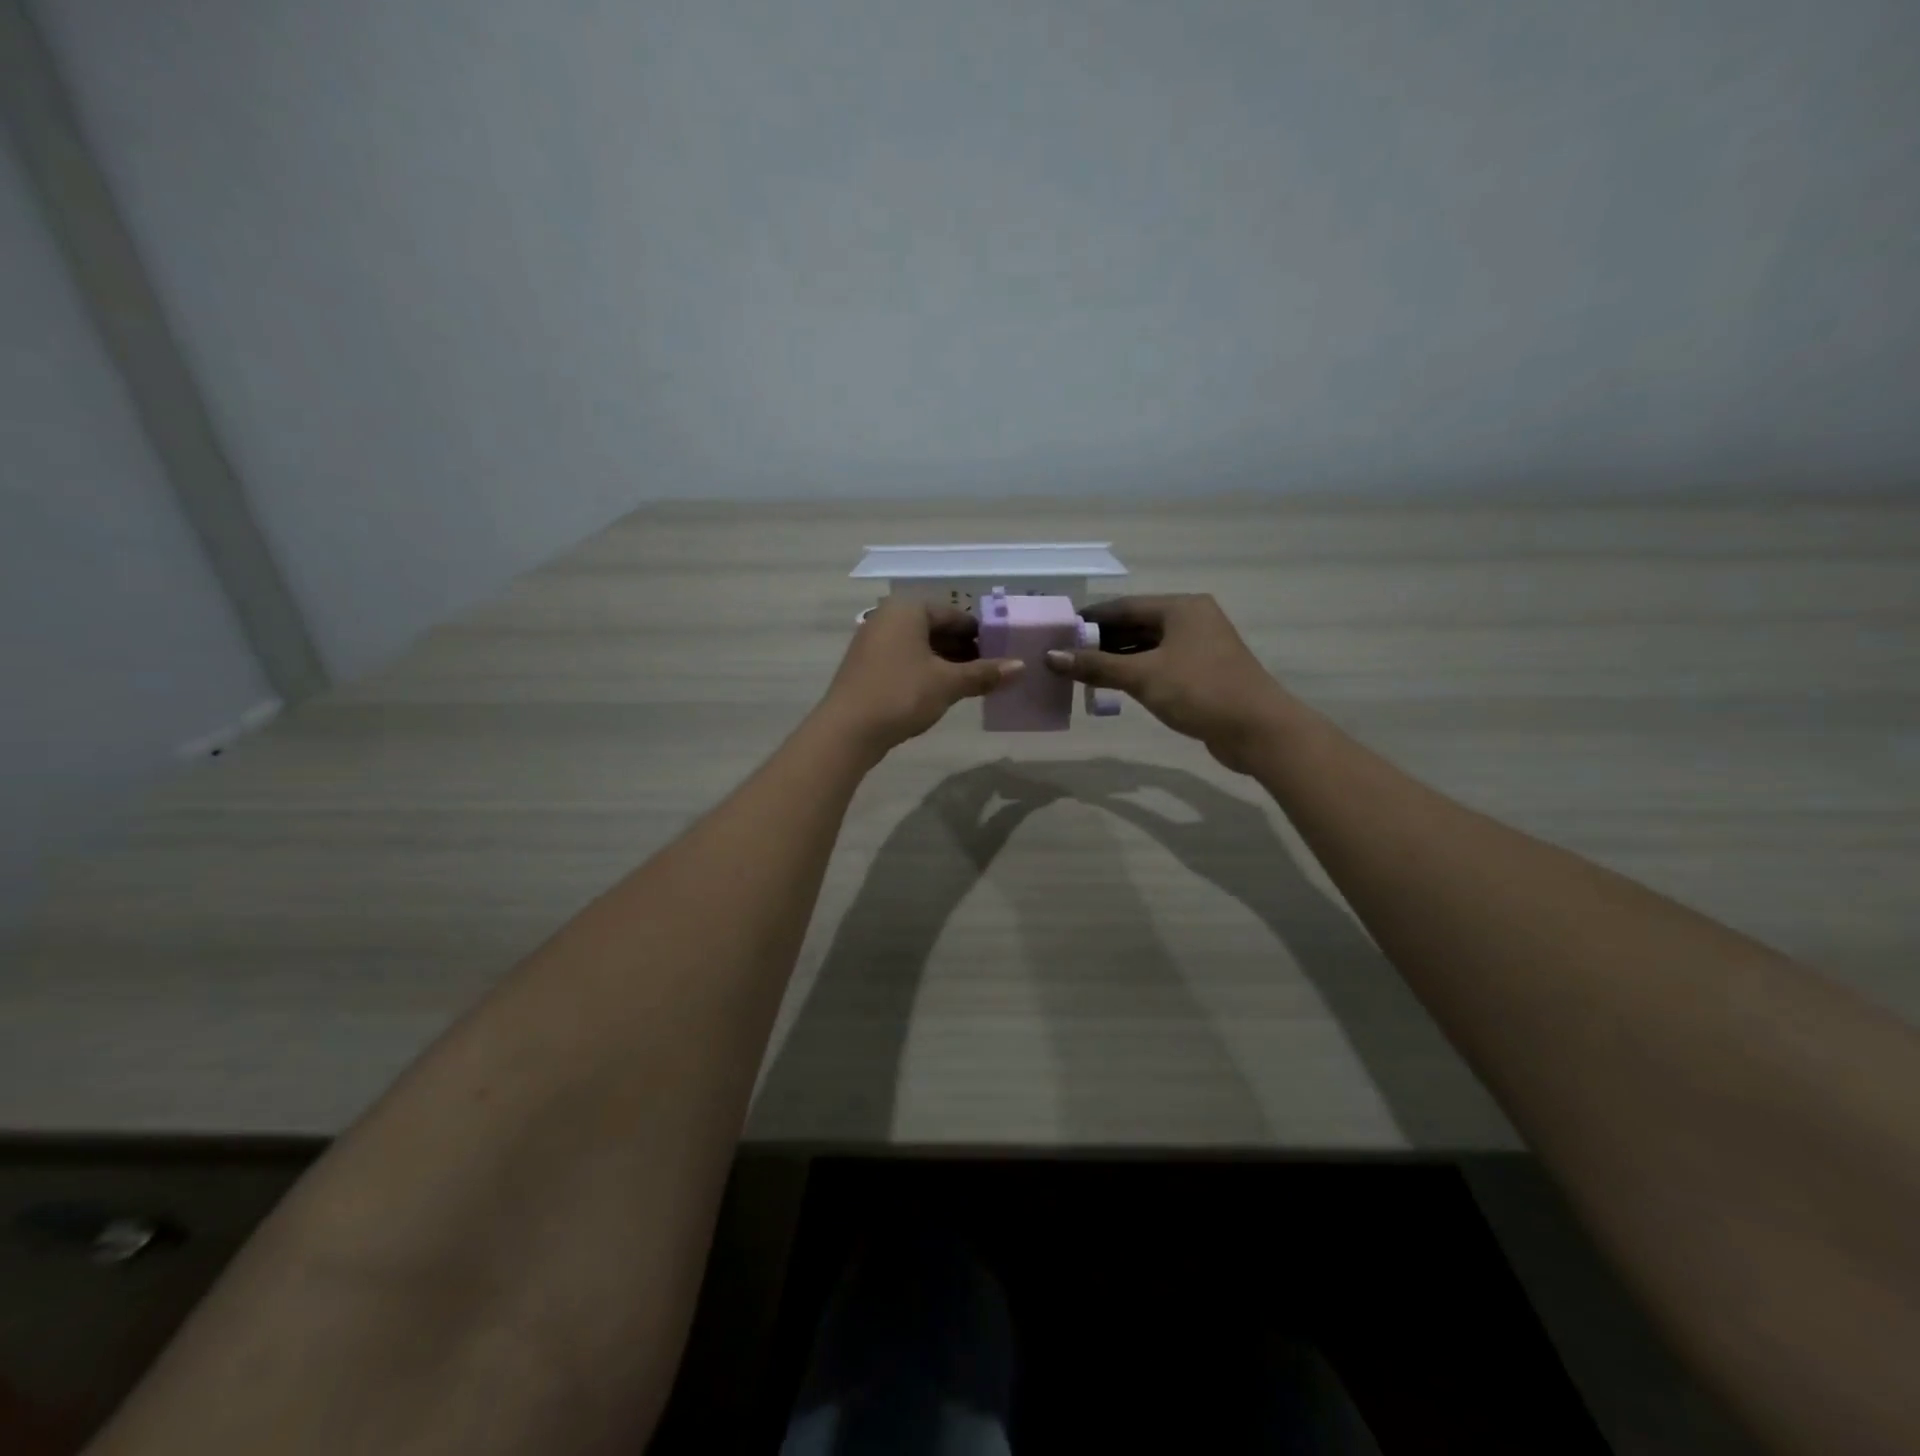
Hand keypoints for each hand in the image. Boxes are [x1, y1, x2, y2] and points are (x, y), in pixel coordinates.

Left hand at [819, 599, 1022, 757]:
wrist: (847, 730)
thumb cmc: (901, 695)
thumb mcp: (948, 683)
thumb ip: (984, 673)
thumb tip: (1021, 666)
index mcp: (908, 610)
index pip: (954, 614)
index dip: (981, 634)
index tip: (1002, 653)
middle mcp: (887, 618)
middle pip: (936, 629)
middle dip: (964, 649)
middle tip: (992, 670)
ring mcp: (873, 642)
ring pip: (920, 646)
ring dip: (947, 663)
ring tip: (974, 684)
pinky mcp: (867, 666)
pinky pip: (905, 660)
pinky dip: (926, 671)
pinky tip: (943, 691)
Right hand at [1044, 595, 1294, 771]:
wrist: (1258, 730)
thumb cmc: (1200, 692)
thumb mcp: (1143, 677)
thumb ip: (1096, 666)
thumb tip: (1051, 657)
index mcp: (1182, 607)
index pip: (1124, 606)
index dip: (1090, 619)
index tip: (1059, 631)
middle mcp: (1192, 620)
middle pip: (1136, 624)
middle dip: (1101, 641)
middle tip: (1065, 655)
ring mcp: (1200, 647)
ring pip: (1148, 647)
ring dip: (1117, 659)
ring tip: (1081, 673)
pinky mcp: (1203, 673)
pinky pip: (1160, 665)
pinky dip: (1136, 672)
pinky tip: (1113, 687)